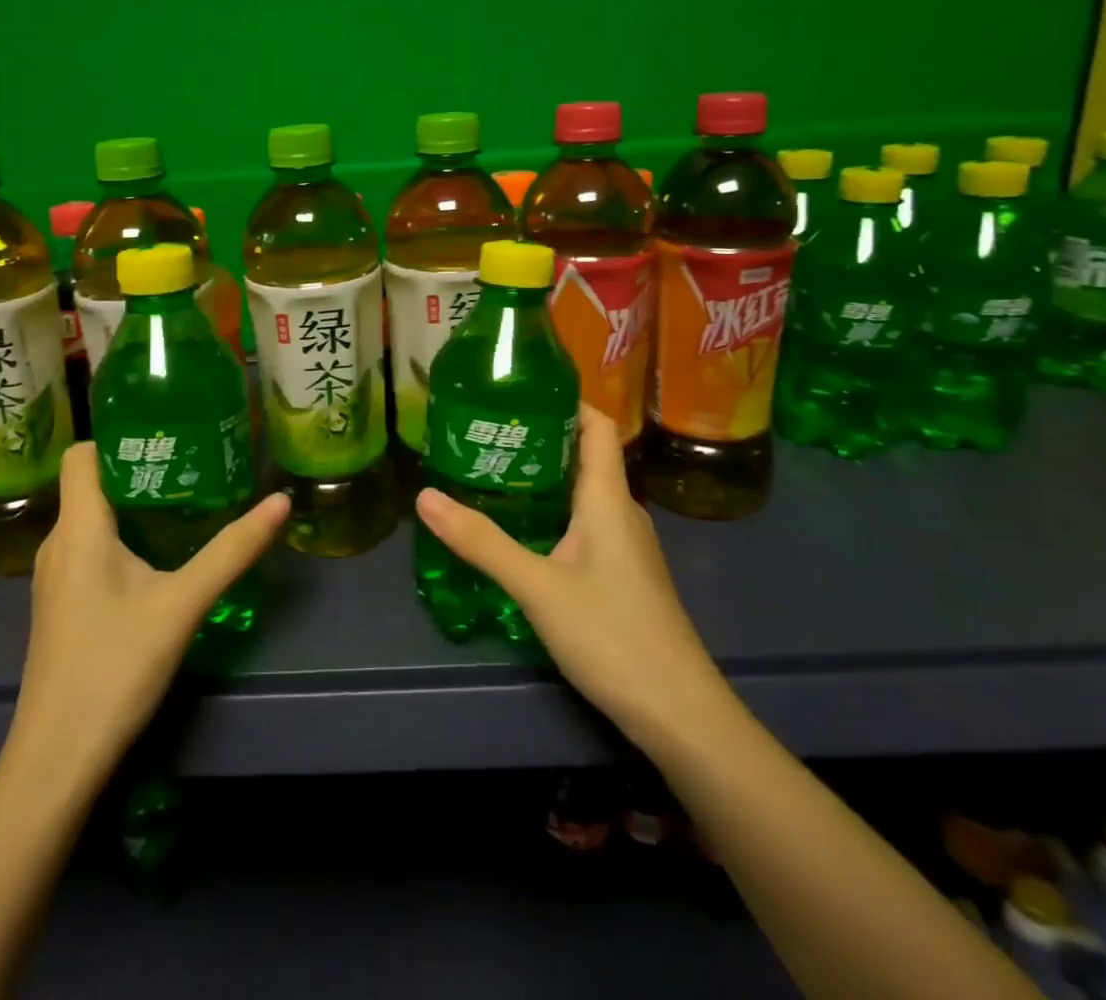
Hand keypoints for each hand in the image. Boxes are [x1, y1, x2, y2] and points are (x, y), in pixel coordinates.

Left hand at [2, 444, 290, 792]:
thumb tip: (280, 501)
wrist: (56, 760)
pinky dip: (121, 539)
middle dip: (140, 470)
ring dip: (133, 507)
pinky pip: (88, 550)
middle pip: (92, 484)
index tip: (167, 434)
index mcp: (78, 528)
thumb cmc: (114, 667)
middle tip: (193, 465)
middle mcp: (57, 544)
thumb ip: (232, 551)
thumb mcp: (183, 604)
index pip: (82, 454)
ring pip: (91, 520)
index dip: (119, 437)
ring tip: (183, 504)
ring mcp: (54, 579)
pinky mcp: (61, 607)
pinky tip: (157, 560)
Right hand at [415, 403, 723, 749]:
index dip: (565, 401)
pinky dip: (555, 512)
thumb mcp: (537, 586)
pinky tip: (524, 530)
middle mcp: (622, 512)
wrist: (679, 714)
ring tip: (494, 473)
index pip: (597, 426)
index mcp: (607, 498)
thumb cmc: (612, 635)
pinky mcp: (624, 575)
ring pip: (584, 493)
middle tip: (487, 433)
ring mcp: (627, 546)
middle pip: (586, 456)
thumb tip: (425, 496)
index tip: (519, 391)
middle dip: (540, 438)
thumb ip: (481, 542)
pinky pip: (587, 523)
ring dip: (545, 477)